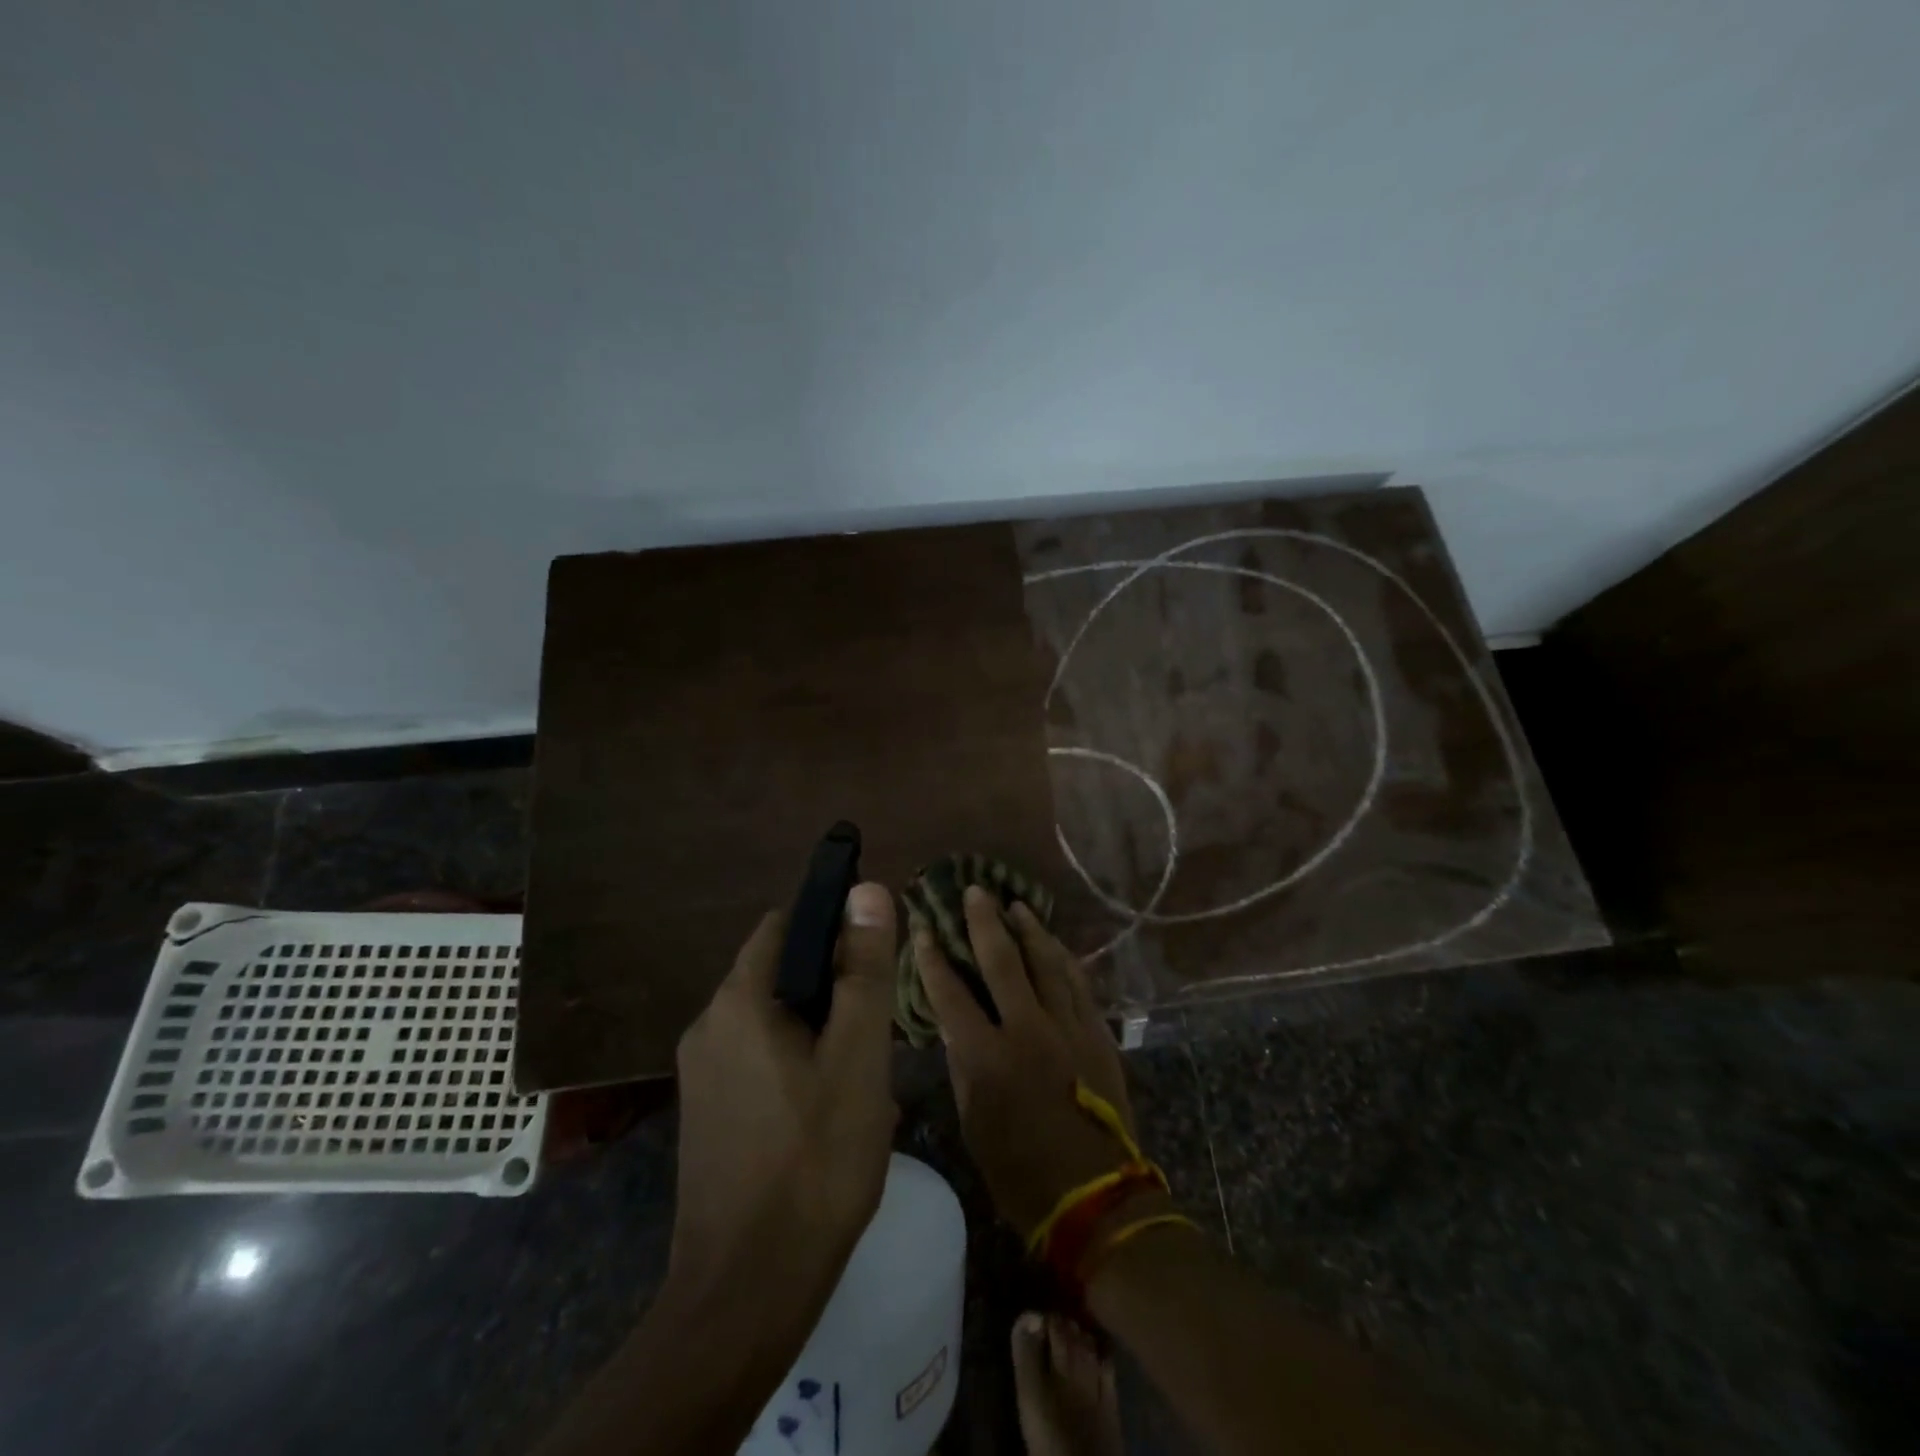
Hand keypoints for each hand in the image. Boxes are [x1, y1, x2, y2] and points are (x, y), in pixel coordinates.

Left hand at [669, 882, 899, 1313]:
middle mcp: (708, 1026)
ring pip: (773, 1020)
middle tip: (877, 1029)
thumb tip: (865, 890)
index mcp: (738, 1002)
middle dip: (832, 987)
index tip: (874, 957)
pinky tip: (830, 1110)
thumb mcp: (857, 1056)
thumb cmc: (814, 1161)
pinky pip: (758, 1060)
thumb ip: (863, 970)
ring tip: (863, 1075)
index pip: (785, 925)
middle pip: (780, 973)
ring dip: (819, 1029)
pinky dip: (797, 1063)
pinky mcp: (707, 1114)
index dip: (833, 927)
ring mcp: (702, 1074)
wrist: (747, 1293)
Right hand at [912, 886, 1145, 1238]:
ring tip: (1016, 904)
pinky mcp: (1097, 1034)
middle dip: (984, 922)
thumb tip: (955, 1027)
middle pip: (1002, 961)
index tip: (923, 929)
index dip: (933, 959)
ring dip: (1029, 930)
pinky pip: (1079, 983)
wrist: (1095, 1199)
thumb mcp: (973, 1124)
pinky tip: (1055, 943)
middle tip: (975, 891)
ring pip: (1046, 963)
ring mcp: (1068, 1028)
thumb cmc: (1020, 1173)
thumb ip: (963, 1067)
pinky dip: (1064, 958)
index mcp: (986, 1057)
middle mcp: (1027, 1030)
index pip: (950, 994)